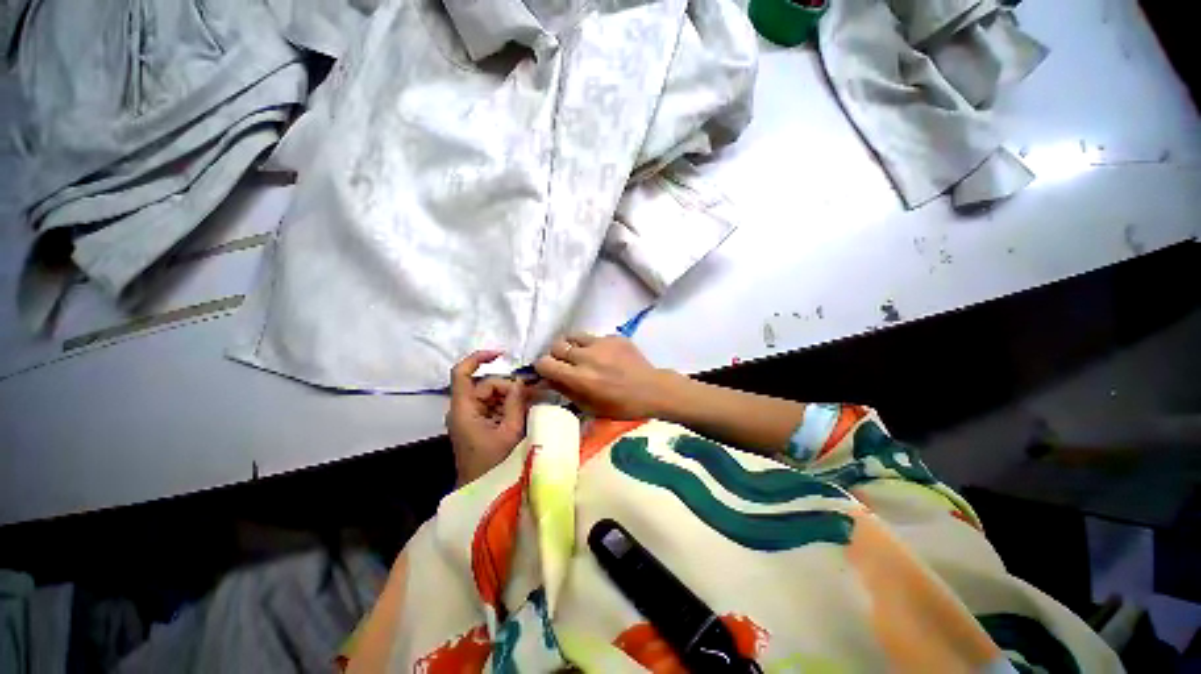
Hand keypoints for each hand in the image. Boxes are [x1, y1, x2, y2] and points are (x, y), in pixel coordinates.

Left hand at [446, 350, 532, 486]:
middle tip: (533, 393)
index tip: (502, 355)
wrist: (481, 494)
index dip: (479, 358)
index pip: (461, 373)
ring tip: (532, 404)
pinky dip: (508, 406)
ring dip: (511, 397)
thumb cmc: (493, 464)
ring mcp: (470, 418)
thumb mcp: (510, 431)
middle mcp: (463, 410)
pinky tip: (524, 412)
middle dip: (508, 386)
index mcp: (464, 409)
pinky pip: (493, 407)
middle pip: (485, 385)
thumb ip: (515, 402)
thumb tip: (520, 381)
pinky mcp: (478, 426)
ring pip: (491, 396)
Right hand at [533, 334, 678, 419]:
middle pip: (556, 345)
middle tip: (565, 364)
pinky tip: (603, 355)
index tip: (549, 372)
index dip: (543, 368)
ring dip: (571, 346)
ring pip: (572, 335)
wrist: (652, 390)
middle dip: (556, 355)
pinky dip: (592, 345)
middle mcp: (587, 356)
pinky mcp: (614, 336)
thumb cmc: (621, 406)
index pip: (545, 363)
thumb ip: (566, 391)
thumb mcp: (589, 406)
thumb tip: (547, 379)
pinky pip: (593, 337)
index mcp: (579, 378)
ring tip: (580, 354)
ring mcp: (601, 343)